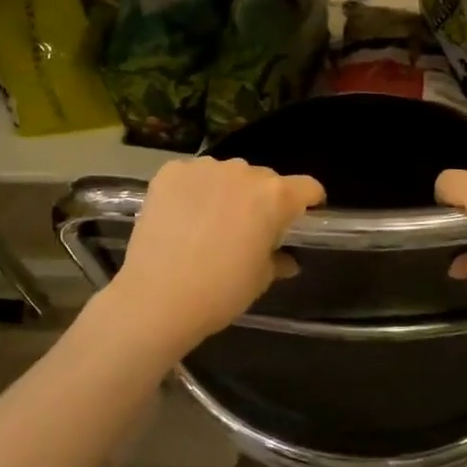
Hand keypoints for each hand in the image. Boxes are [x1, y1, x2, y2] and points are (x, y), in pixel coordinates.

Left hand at [107, 157, 324, 346]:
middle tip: (248, 228)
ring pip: (227, 174)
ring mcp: (204, 168)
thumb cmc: (221, 291)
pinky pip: (192, 175)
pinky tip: (182, 217)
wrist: (157, 298)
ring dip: (227, 192)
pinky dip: (193, 190)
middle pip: (265, 179)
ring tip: (210, 222)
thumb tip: (287, 259)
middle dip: (262, 199)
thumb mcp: (260, 279)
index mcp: (275, 196)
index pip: (307, 187)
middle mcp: (243, 172)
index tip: (301, 218)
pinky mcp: (170, 172)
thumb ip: (278, 259)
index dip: (309, 202)